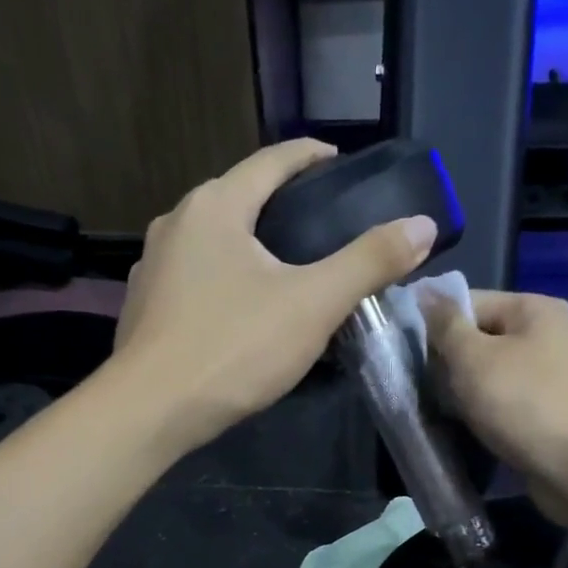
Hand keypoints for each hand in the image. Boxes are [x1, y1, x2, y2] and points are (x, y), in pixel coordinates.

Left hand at [113, 139, 437, 448]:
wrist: (150, 411)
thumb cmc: (233, 347)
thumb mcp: (313, 304)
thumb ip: (368, 262)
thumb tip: (422, 225)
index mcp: (215, 206)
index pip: (271, 161)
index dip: (310, 156)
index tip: (338, 161)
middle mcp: (175, 223)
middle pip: (238, 198)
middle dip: (280, 203)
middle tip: (322, 223)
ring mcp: (152, 267)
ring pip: (213, 241)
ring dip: (250, 244)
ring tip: (286, 267)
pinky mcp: (145, 308)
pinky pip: (195, 278)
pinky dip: (225, 279)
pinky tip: (242, 308)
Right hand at [422, 289, 567, 496]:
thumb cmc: (523, 404)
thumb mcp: (473, 358)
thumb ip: (445, 325)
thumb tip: (424, 291)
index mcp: (534, 308)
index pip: (469, 302)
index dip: (435, 326)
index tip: (409, 357)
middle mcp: (548, 333)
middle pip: (480, 337)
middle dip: (450, 363)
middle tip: (425, 389)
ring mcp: (553, 373)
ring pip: (491, 373)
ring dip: (465, 391)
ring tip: (444, 411)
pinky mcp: (551, 408)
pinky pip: (506, 400)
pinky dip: (486, 411)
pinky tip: (468, 427)